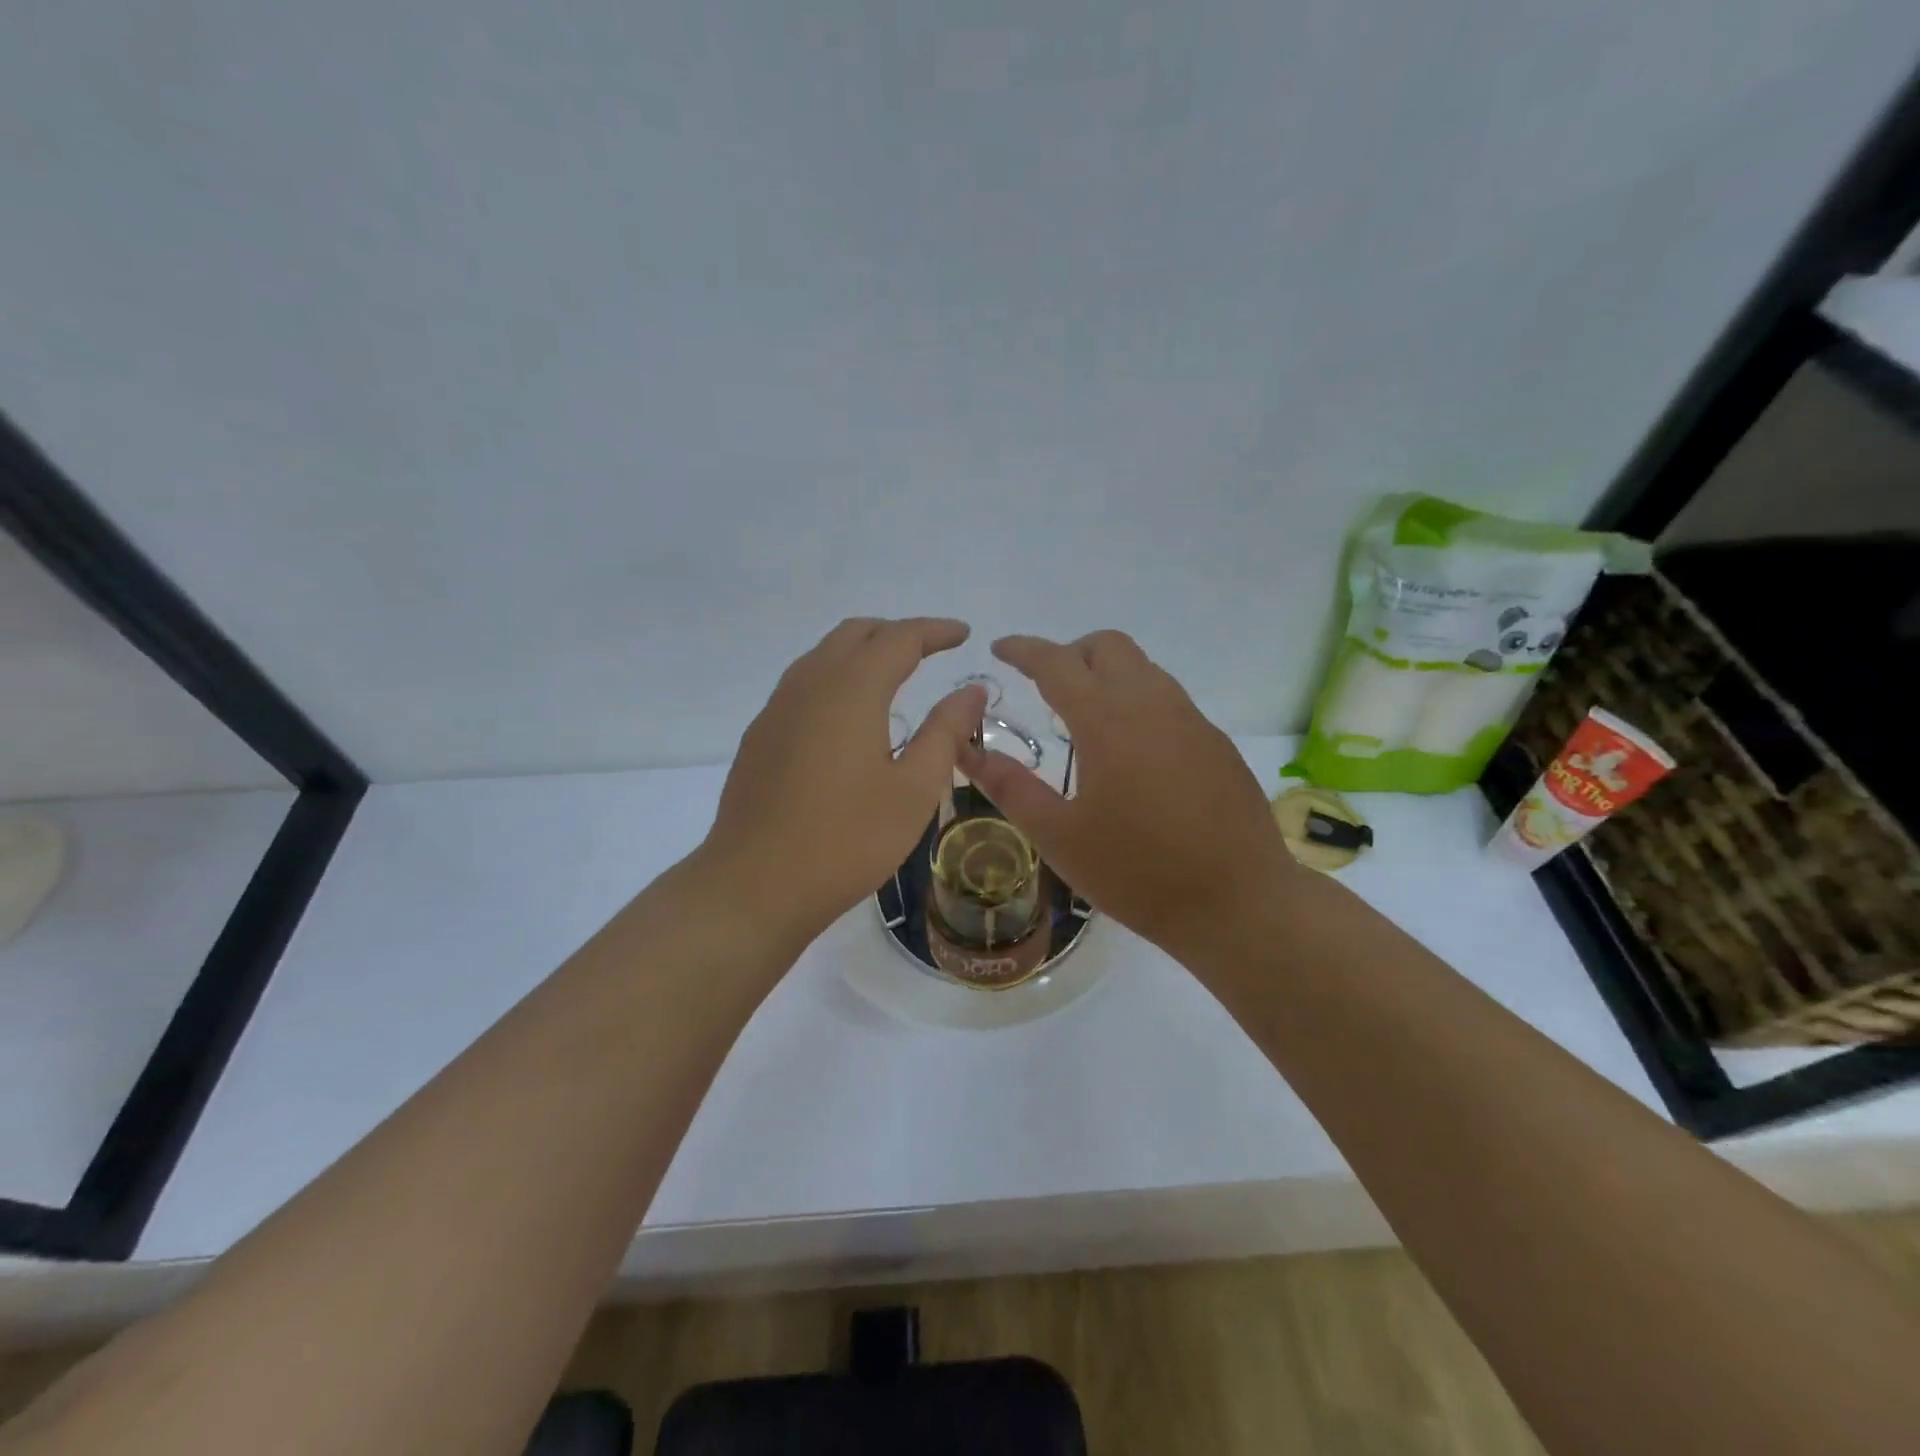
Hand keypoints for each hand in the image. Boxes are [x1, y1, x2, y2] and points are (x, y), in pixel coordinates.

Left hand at [702, 617, 984, 944]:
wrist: (754, 885)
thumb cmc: (847, 840)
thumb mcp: (914, 790)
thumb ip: (945, 732)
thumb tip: (972, 690)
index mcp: (850, 690)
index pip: (898, 638)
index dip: (934, 631)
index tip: (963, 635)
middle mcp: (808, 685)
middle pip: (854, 634)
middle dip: (896, 633)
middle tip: (931, 650)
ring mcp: (776, 710)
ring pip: (822, 656)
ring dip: (862, 652)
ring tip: (894, 675)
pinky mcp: (760, 737)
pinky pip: (803, 685)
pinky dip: (836, 679)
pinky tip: (849, 716)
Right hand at [958, 631, 1297, 965]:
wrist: (1238, 903)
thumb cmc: (1137, 874)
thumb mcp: (1060, 837)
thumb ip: (1010, 788)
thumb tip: (968, 752)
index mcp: (1107, 722)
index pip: (1057, 663)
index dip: (1023, 649)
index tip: (999, 648)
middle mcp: (1152, 705)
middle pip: (1108, 646)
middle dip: (1070, 653)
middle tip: (1046, 688)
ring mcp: (1192, 720)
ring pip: (1143, 668)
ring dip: (1107, 675)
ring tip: (1086, 720)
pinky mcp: (1216, 742)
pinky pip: (1169, 698)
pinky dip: (1138, 701)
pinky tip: (1132, 753)